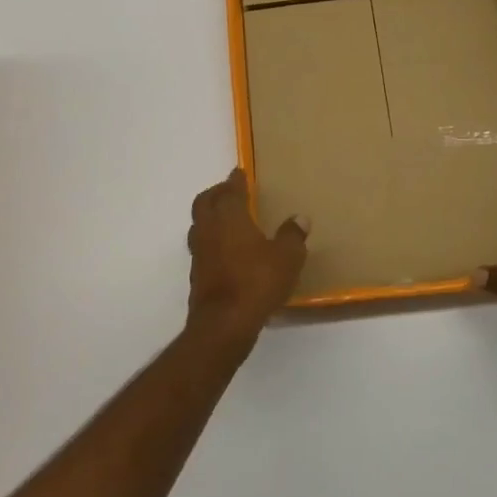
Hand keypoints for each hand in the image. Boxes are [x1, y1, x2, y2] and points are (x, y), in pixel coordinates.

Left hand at [185, 169, 307, 353]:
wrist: (224, 324)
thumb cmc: (257, 282)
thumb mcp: (287, 258)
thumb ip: (292, 236)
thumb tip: (300, 218)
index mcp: (230, 217)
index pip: (230, 190)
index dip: (235, 180)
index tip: (239, 173)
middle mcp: (209, 230)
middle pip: (204, 202)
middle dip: (216, 193)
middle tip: (228, 191)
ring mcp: (199, 253)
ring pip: (199, 225)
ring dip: (210, 217)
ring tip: (226, 218)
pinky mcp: (197, 275)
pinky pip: (202, 247)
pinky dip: (211, 240)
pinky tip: (226, 250)